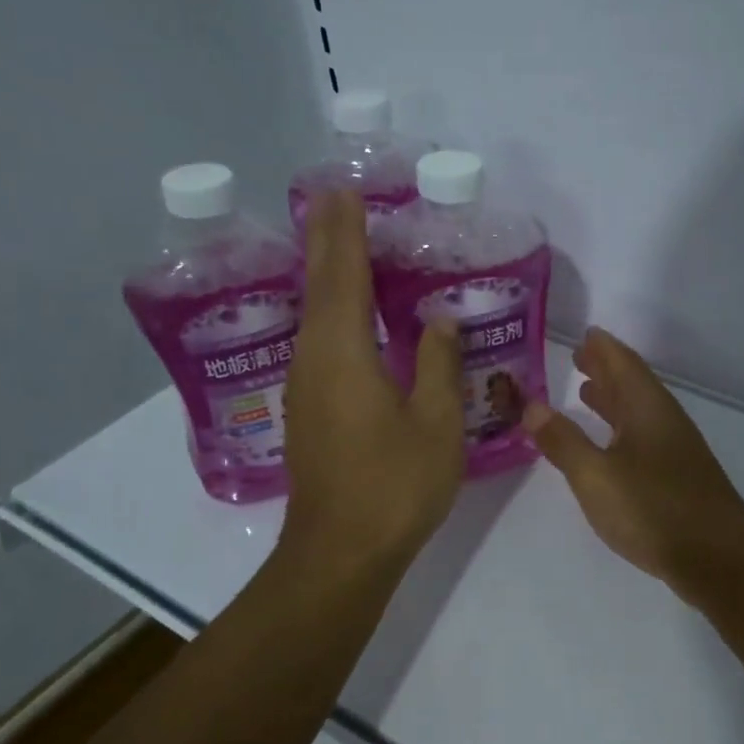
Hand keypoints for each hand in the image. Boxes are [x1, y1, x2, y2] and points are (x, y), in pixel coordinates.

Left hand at [281, 190, 465, 572]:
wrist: (341, 552)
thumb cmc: (395, 486)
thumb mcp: (436, 423)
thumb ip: (437, 364)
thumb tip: (436, 320)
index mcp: (344, 353)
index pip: (343, 275)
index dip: (346, 231)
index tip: (345, 191)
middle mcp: (314, 360)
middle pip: (320, 287)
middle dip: (327, 241)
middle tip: (335, 201)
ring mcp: (305, 388)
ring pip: (314, 317)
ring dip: (327, 277)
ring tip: (343, 246)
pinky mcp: (308, 412)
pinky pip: (319, 344)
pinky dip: (332, 315)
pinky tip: (348, 319)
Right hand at [522, 328, 743, 596]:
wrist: (715, 556)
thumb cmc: (652, 508)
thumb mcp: (595, 475)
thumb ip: (562, 440)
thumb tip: (531, 405)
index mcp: (646, 408)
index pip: (622, 364)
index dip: (602, 348)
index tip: (584, 333)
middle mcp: (664, 421)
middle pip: (633, 385)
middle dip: (605, 370)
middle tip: (578, 358)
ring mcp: (675, 450)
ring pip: (638, 413)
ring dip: (613, 400)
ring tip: (585, 393)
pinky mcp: (678, 478)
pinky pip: (642, 438)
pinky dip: (620, 430)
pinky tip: (610, 447)